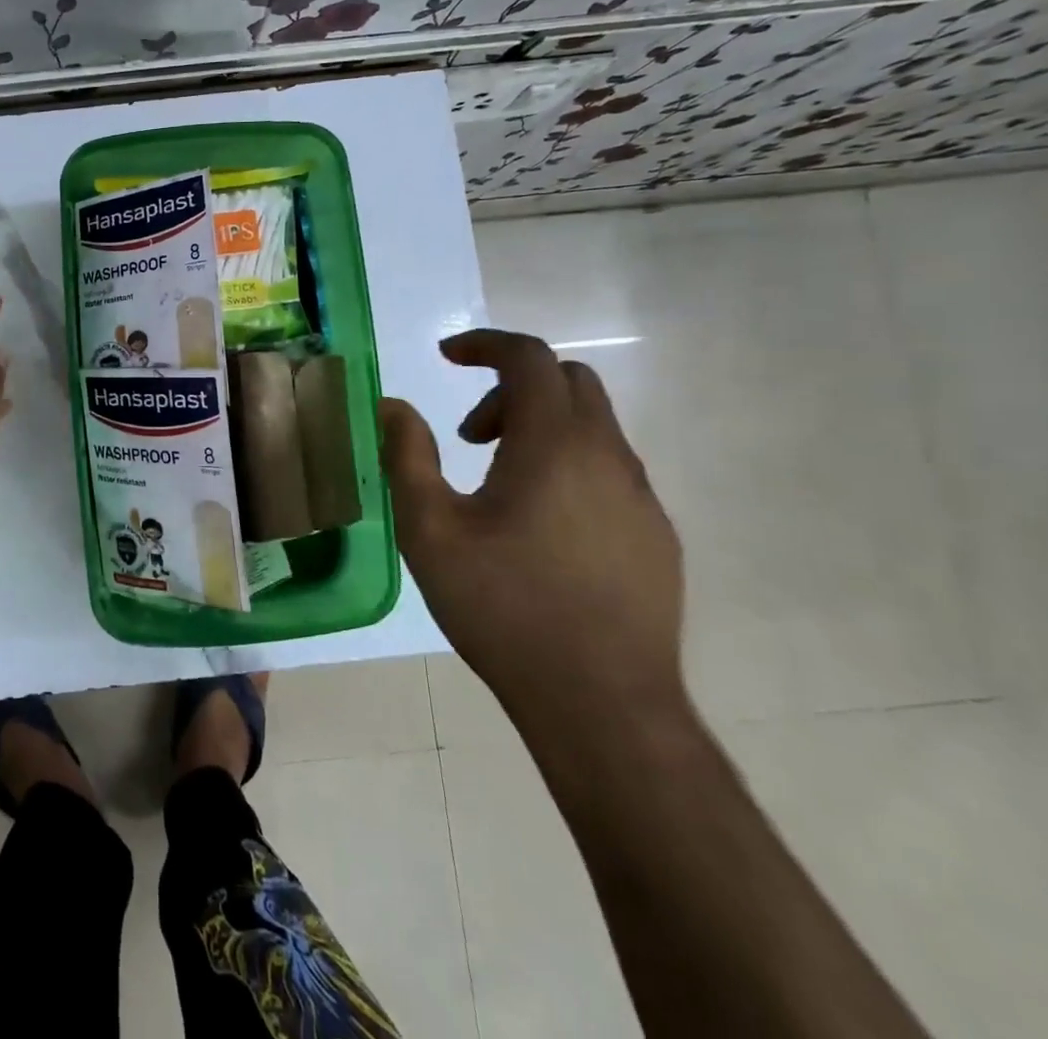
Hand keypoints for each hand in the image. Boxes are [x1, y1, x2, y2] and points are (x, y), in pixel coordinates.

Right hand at [380, 330, 685, 740]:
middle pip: (568, 383)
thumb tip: (392, 406)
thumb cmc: (503, 607)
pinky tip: (538, 526)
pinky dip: (567, 465)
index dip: (484, 345)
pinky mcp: (655, 534)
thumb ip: (407, 456)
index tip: (446, 357)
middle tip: (468, 436)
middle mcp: (608, 456)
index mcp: (554, 445)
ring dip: (539, 429)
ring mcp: (641, 497)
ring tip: (495, 485)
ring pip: (592, 427)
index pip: (528, 358)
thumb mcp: (430, 529)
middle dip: (511, 388)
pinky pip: (609, 470)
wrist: (602, 704)